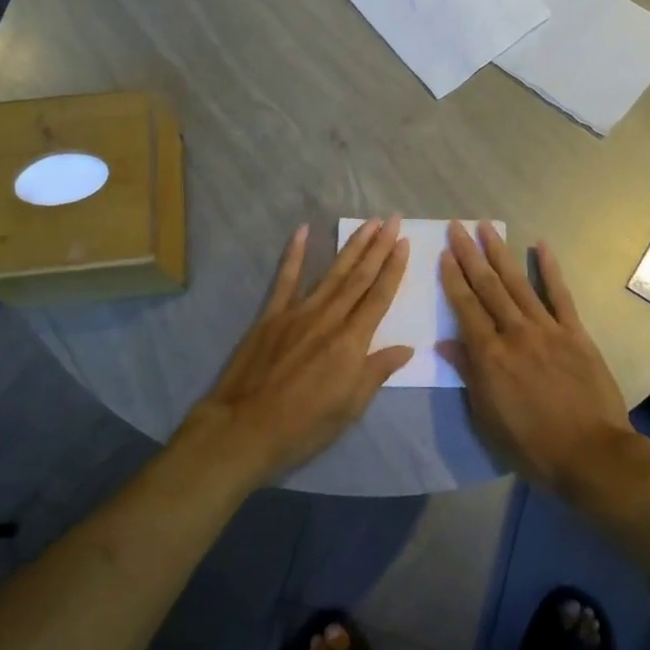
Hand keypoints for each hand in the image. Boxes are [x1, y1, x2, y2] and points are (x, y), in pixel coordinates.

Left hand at [180, 218, 413, 485]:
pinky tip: (302, 231)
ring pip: (330, 272)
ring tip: (367, 223)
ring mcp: (297, 313)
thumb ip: (376, 372)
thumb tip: (406, 348)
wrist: (244, 429)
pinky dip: (294, 254)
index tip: (405, 243)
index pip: (379, 297)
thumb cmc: (303, 426)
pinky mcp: (271, 315)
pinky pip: (285, 279)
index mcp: (351, 342)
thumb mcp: (350, 408)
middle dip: (378, 247)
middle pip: (359, 277)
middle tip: (392, 219)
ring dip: (351, 246)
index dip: (394, 269)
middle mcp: (328, 318)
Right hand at [438, 221, 636, 496]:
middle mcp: (515, 334)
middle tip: (457, 227)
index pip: (465, 308)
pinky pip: (560, 295)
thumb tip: (444, 343)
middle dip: (470, 255)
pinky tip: (540, 245)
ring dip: (500, 253)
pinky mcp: (575, 333)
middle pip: (487, 287)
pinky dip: (550, 269)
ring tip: (486, 227)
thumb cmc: (531, 444)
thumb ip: (468, 375)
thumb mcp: (487, 418)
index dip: (452, 279)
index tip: (444, 253)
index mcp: (489, 356)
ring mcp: (547, 330)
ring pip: (518, 283)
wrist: (591, 454)